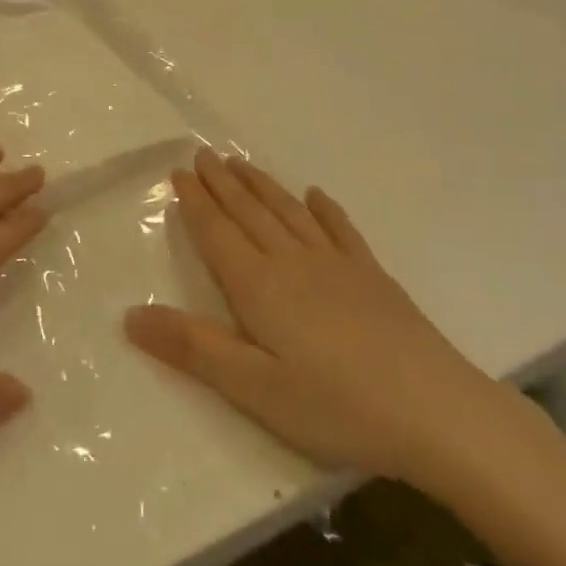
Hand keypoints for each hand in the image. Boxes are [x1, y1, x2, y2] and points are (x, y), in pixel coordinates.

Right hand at [125, 150, 532, 501]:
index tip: (179, 172)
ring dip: (262, 185)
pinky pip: (341, 230)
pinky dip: (325, 210)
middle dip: (223, 183)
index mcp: (259, 286)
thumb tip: (129, 315)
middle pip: (251, 212)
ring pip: (290, 212)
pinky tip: (317, 195)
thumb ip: (192, 347)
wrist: (435, 411)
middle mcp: (294, 262)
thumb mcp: (252, 387)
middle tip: (203, 153)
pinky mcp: (372, 278)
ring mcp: (338, 266)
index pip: (218, 233)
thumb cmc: (334, 406)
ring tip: (242, 162)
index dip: (196, 203)